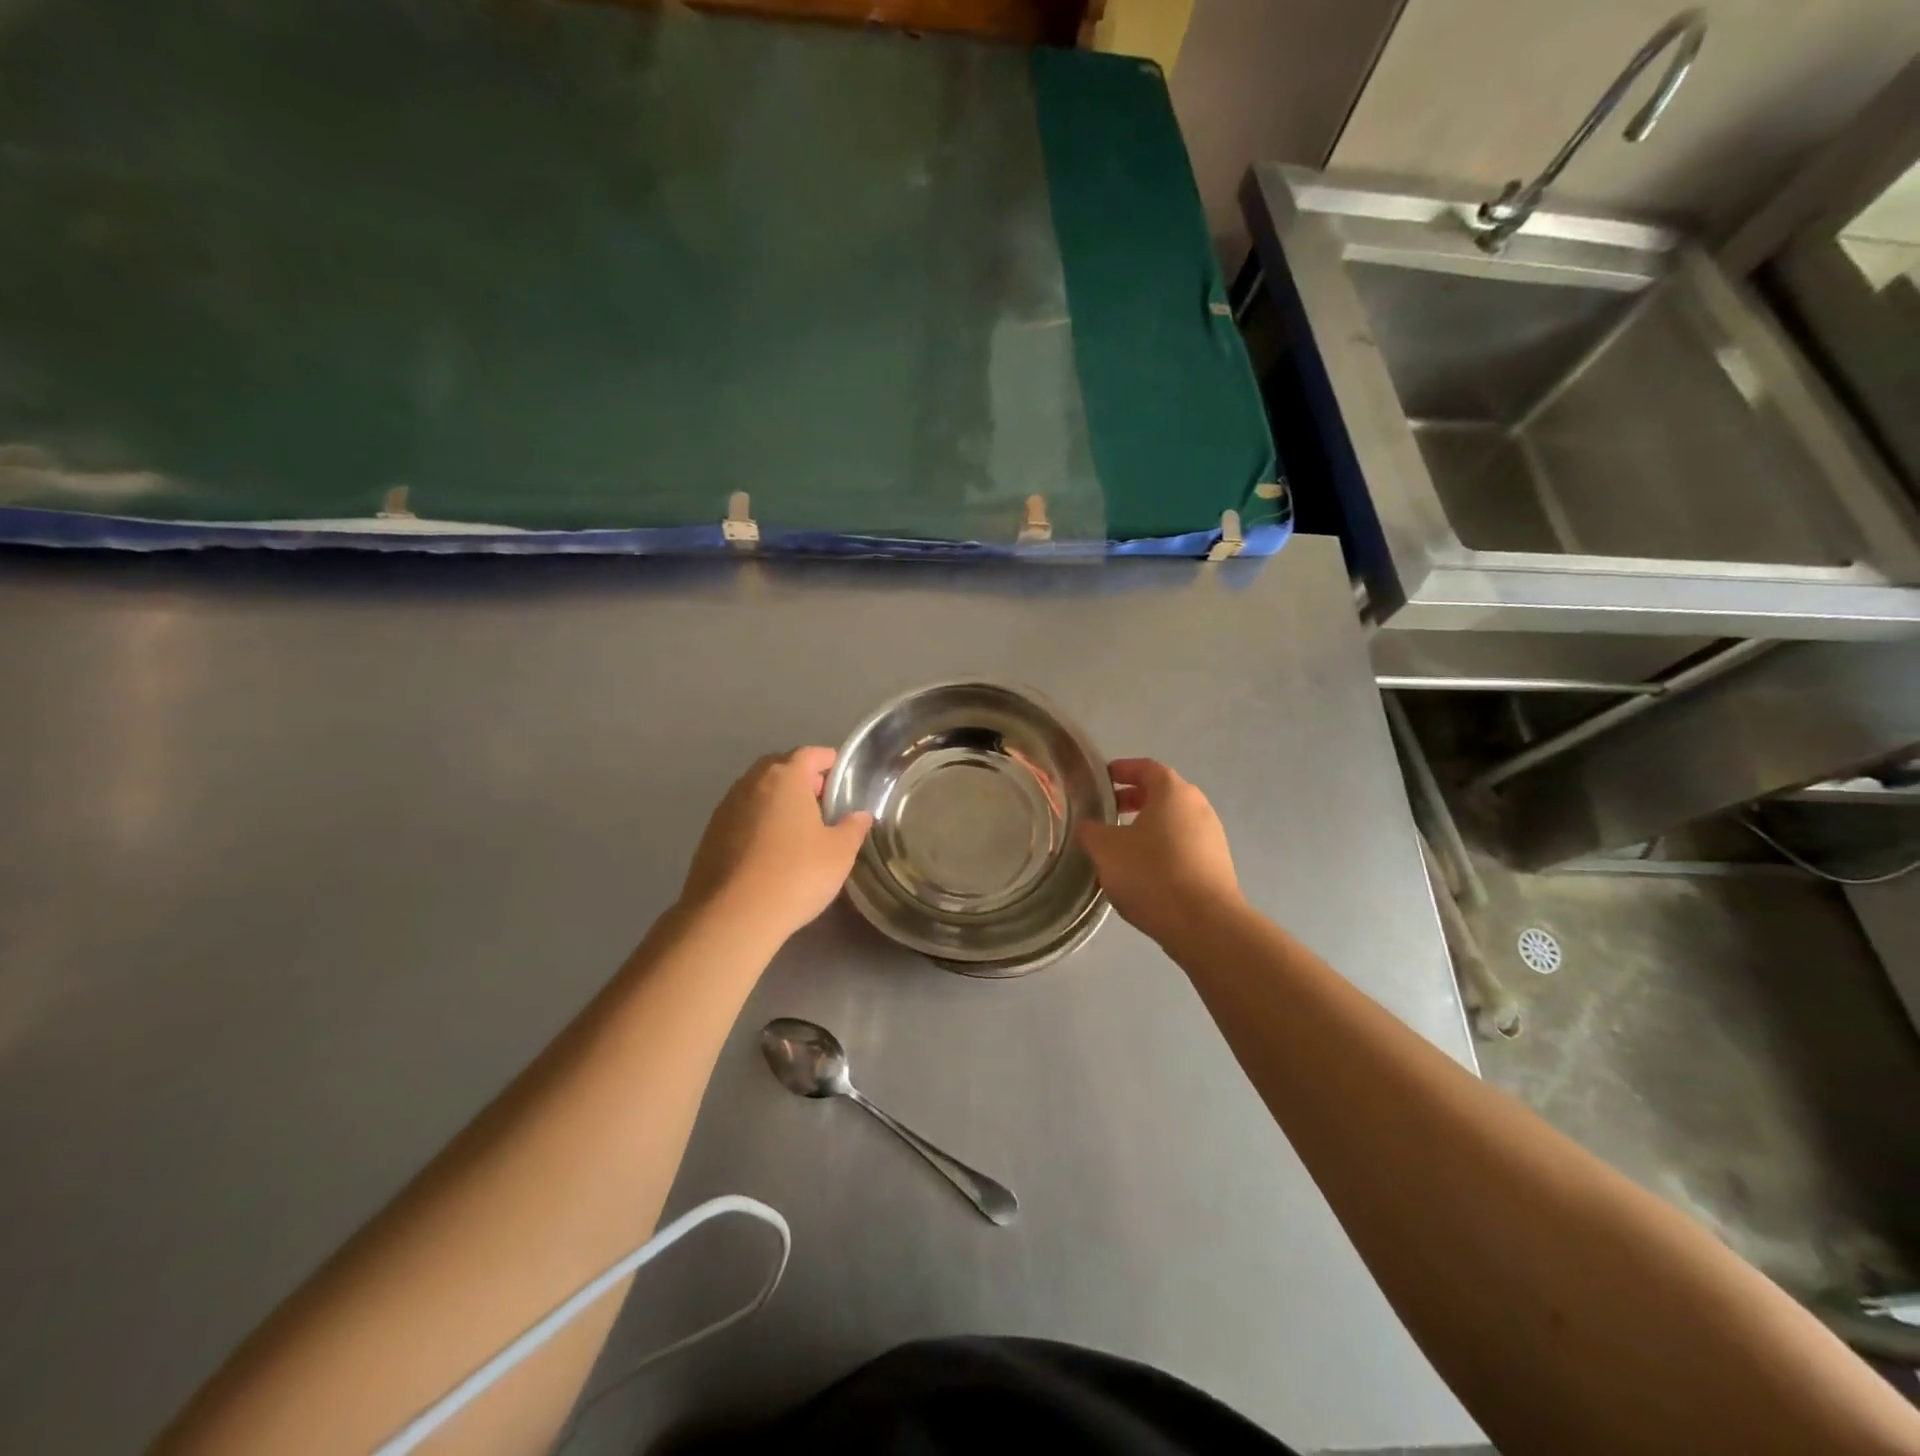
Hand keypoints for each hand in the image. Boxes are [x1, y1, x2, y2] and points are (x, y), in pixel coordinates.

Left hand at [680, 747, 872, 943]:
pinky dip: (758, 822)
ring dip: (777, 801)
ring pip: (757, 792)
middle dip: (801, 779)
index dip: (828, 761)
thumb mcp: (839, 853)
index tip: (841, 776)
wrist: (732, 916)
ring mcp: (725, 808)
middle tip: (821, 802)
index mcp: (785, 778)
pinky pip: (741, 816)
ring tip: (797, 827)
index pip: (810, 754)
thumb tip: (860, 815)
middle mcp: (751, 783)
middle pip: (780, 768)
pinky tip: (770, 850)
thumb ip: (853, 828)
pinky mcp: (709, 835)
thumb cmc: (795, 874)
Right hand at [1078, 758, 1242, 945]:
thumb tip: (1087, 826)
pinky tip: (1143, 872)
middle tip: (1105, 814)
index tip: (1100, 780)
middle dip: (1132, 800)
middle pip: (1162, 794)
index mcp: (1173, 792)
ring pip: (1173, 822)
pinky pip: (1183, 846)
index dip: (1121, 770)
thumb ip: (1091, 831)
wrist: (1204, 924)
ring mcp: (1212, 836)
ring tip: (1120, 847)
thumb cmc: (1152, 874)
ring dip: (1147, 827)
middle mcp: (1198, 806)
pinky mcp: (1217, 865)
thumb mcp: (1106, 849)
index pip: (1145, 767)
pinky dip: (1162, 849)